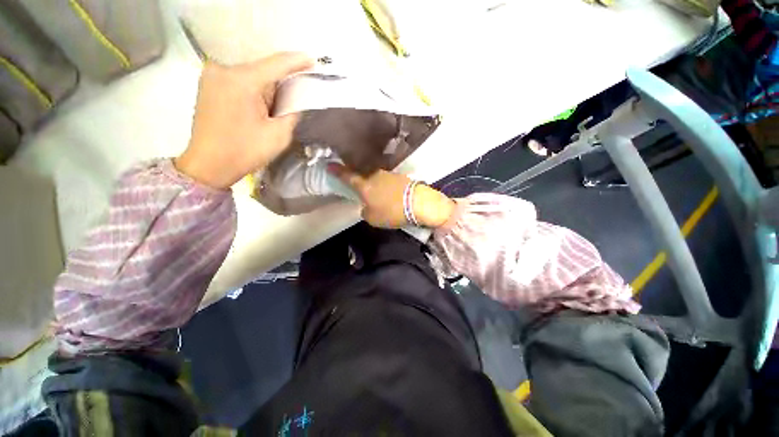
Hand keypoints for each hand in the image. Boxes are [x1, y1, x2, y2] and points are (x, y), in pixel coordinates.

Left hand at [175, 52, 313, 188]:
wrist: (209, 164)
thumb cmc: (245, 151)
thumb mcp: (279, 135)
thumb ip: (292, 113)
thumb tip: (296, 101)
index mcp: (242, 81)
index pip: (276, 64)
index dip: (297, 62)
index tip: (313, 60)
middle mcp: (224, 69)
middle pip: (263, 68)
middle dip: (282, 79)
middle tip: (298, 90)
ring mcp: (212, 75)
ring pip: (251, 73)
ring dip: (268, 84)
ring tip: (278, 103)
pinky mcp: (208, 83)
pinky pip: (239, 78)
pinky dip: (255, 86)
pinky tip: (261, 102)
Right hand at [329, 164, 455, 228]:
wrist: (419, 204)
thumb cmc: (392, 212)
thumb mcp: (373, 218)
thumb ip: (365, 211)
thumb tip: (366, 207)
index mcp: (365, 186)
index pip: (347, 176)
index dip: (337, 171)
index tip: (329, 165)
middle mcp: (375, 176)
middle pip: (363, 176)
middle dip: (360, 181)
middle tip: (360, 189)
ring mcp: (389, 174)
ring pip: (377, 178)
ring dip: (375, 185)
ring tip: (379, 196)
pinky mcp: (401, 177)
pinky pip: (388, 181)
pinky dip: (386, 187)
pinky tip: (390, 194)